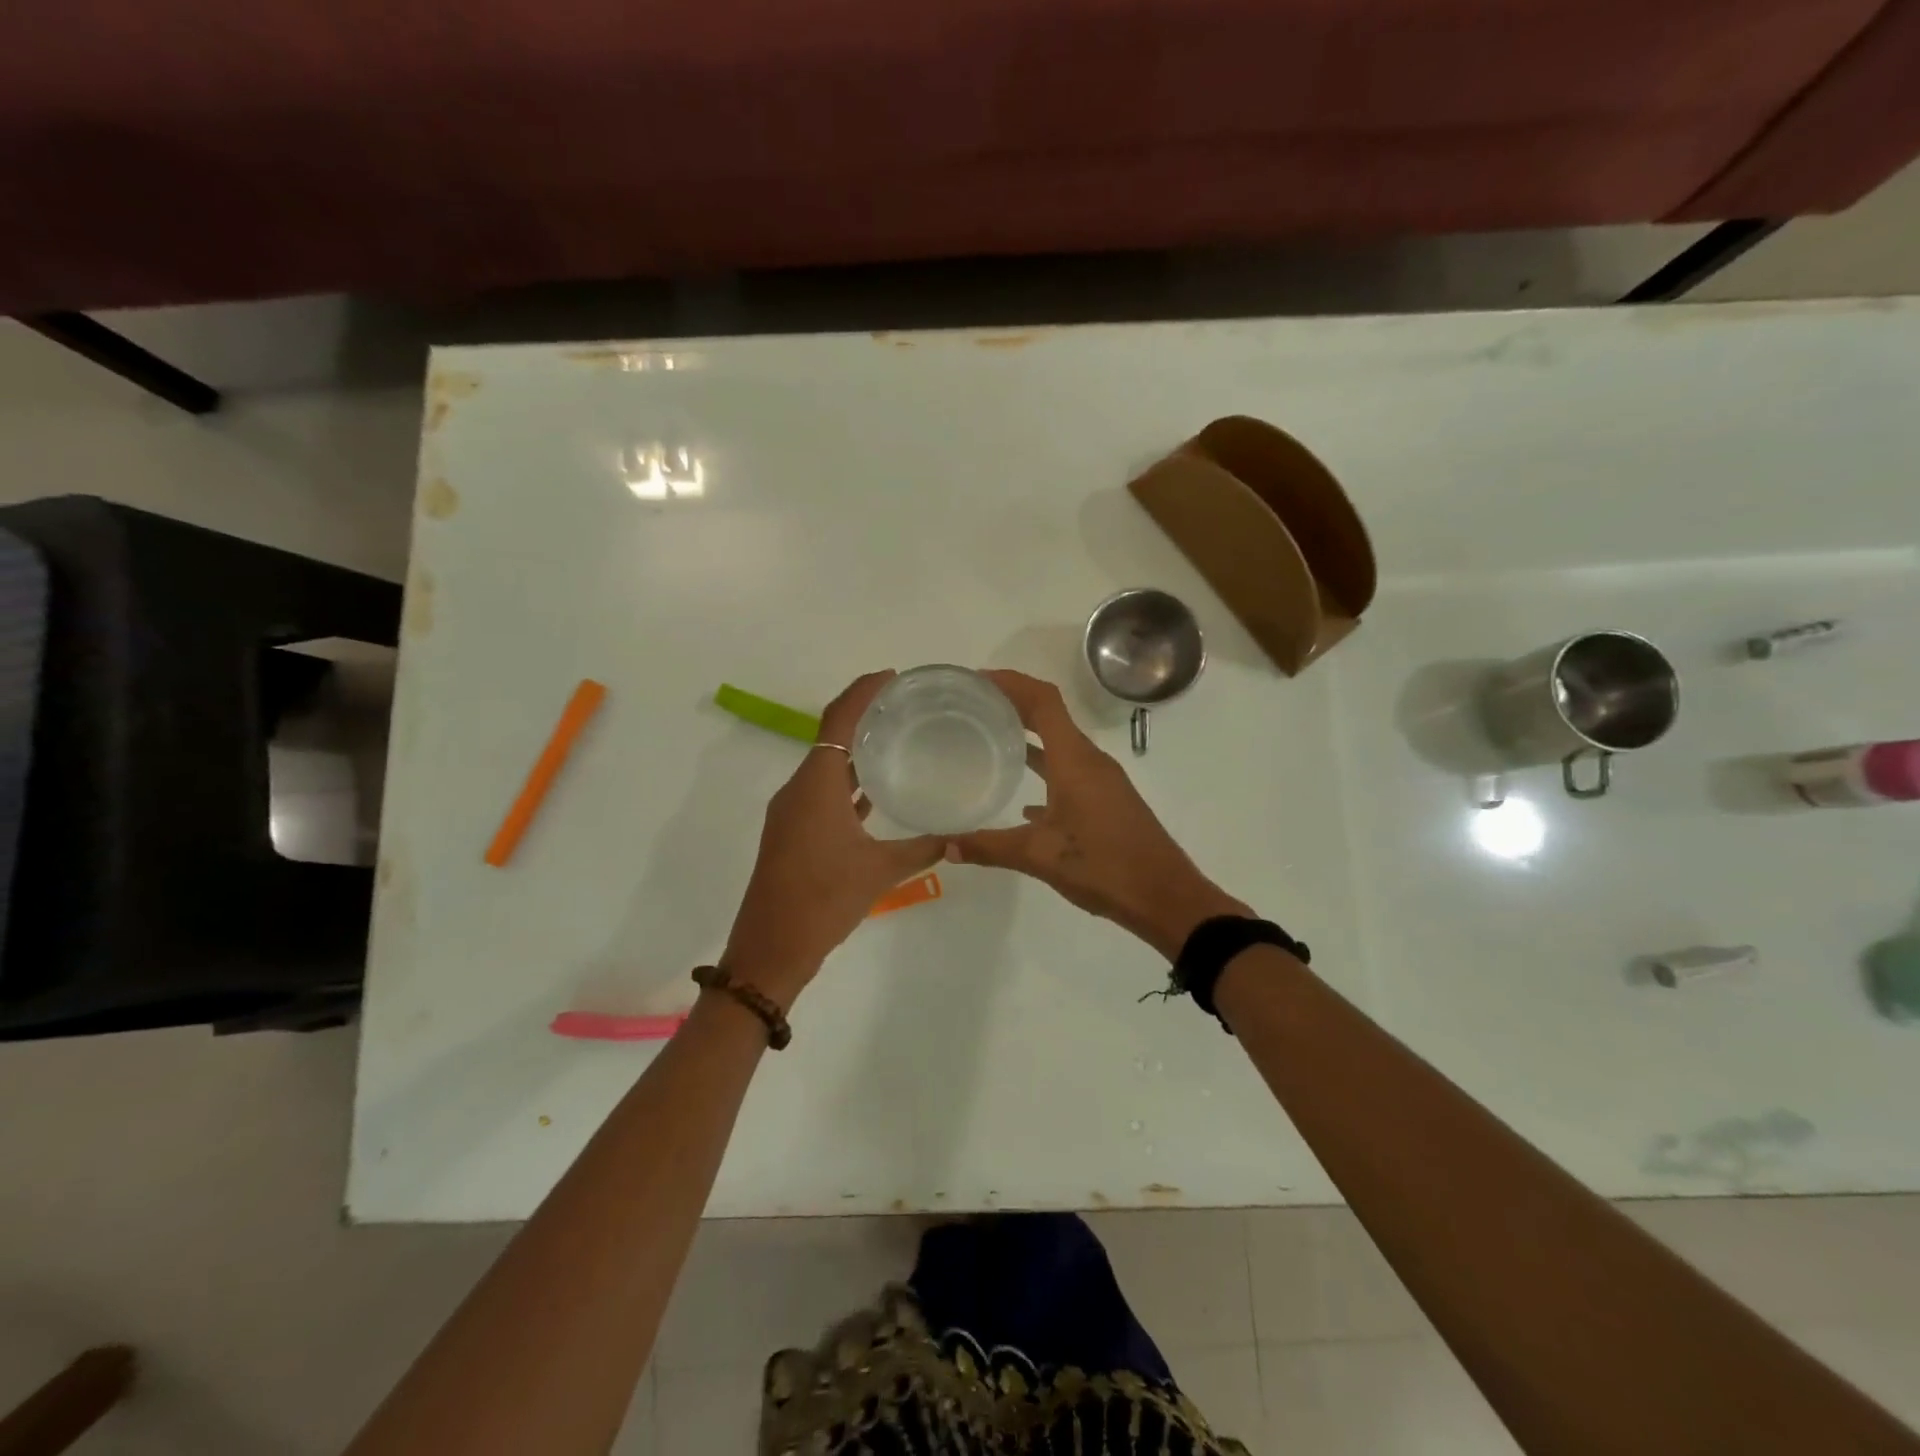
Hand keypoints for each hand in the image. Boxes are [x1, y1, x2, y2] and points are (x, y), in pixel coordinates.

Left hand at [722, 672, 945, 1007]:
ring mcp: (792, 812)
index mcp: (816, 785)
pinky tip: (874, 792)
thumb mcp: (879, 872)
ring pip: (826, 766)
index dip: (862, 692)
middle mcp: (799, 789)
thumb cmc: (823, 901)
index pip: (838, 720)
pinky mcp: (792, 833)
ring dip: (854, 751)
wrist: (770, 949)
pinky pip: (822, 793)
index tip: (891, 677)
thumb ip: (921, 848)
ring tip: (894, 740)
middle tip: (903, 707)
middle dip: (862, 716)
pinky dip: (846, 783)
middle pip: (830, 736)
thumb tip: (958, 835)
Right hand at [947, 670, 1247, 957]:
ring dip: (1028, 736)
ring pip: (1059, 744)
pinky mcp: (1106, 801)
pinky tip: (1023, 800)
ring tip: (989, 739)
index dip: (1011, 683)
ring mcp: (1101, 780)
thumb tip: (944, 847)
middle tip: (973, 706)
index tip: (976, 681)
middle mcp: (1089, 760)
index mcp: (1075, 760)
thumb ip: (989, 848)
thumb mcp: (1039, 857)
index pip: (1043, 701)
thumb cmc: (1104, 867)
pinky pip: (1069, 772)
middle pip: (1050, 715)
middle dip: (1013, 704)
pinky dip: (1044, 770)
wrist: (1166, 897)